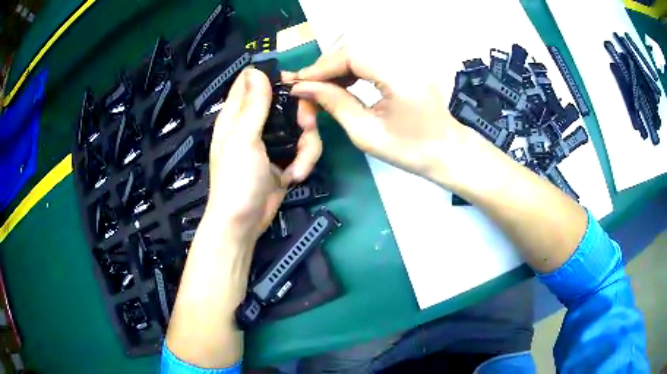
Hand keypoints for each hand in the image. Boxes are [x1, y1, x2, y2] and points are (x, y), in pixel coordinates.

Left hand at [204, 67, 321, 242]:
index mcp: (238, 114)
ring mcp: (272, 142)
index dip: (274, 77)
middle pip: (287, 102)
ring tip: (298, 168)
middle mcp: (255, 123)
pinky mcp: (285, 158)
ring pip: (301, 126)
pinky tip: (294, 177)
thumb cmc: (237, 180)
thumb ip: (254, 105)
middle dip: (303, 115)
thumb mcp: (243, 138)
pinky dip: (304, 162)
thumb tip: (256, 69)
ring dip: (307, 147)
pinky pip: (304, 148)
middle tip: (307, 127)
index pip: (254, 82)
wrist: (244, 223)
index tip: (296, 83)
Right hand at [284, 44, 481, 185]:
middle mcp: (406, 58)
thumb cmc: (411, 151)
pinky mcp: (408, 61)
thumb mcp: (365, 133)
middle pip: (355, 45)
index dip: (321, 66)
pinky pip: (373, 54)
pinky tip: (344, 81)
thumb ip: (333, 103)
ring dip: (338, 64)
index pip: (351, 55)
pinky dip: (353, 65)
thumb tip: (302, 87)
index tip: (298, 83)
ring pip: (362, 47)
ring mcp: (409, 58)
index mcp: (400, 76)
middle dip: (327, 64)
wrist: (447, 152)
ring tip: (323, 86)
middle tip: (308, 86)